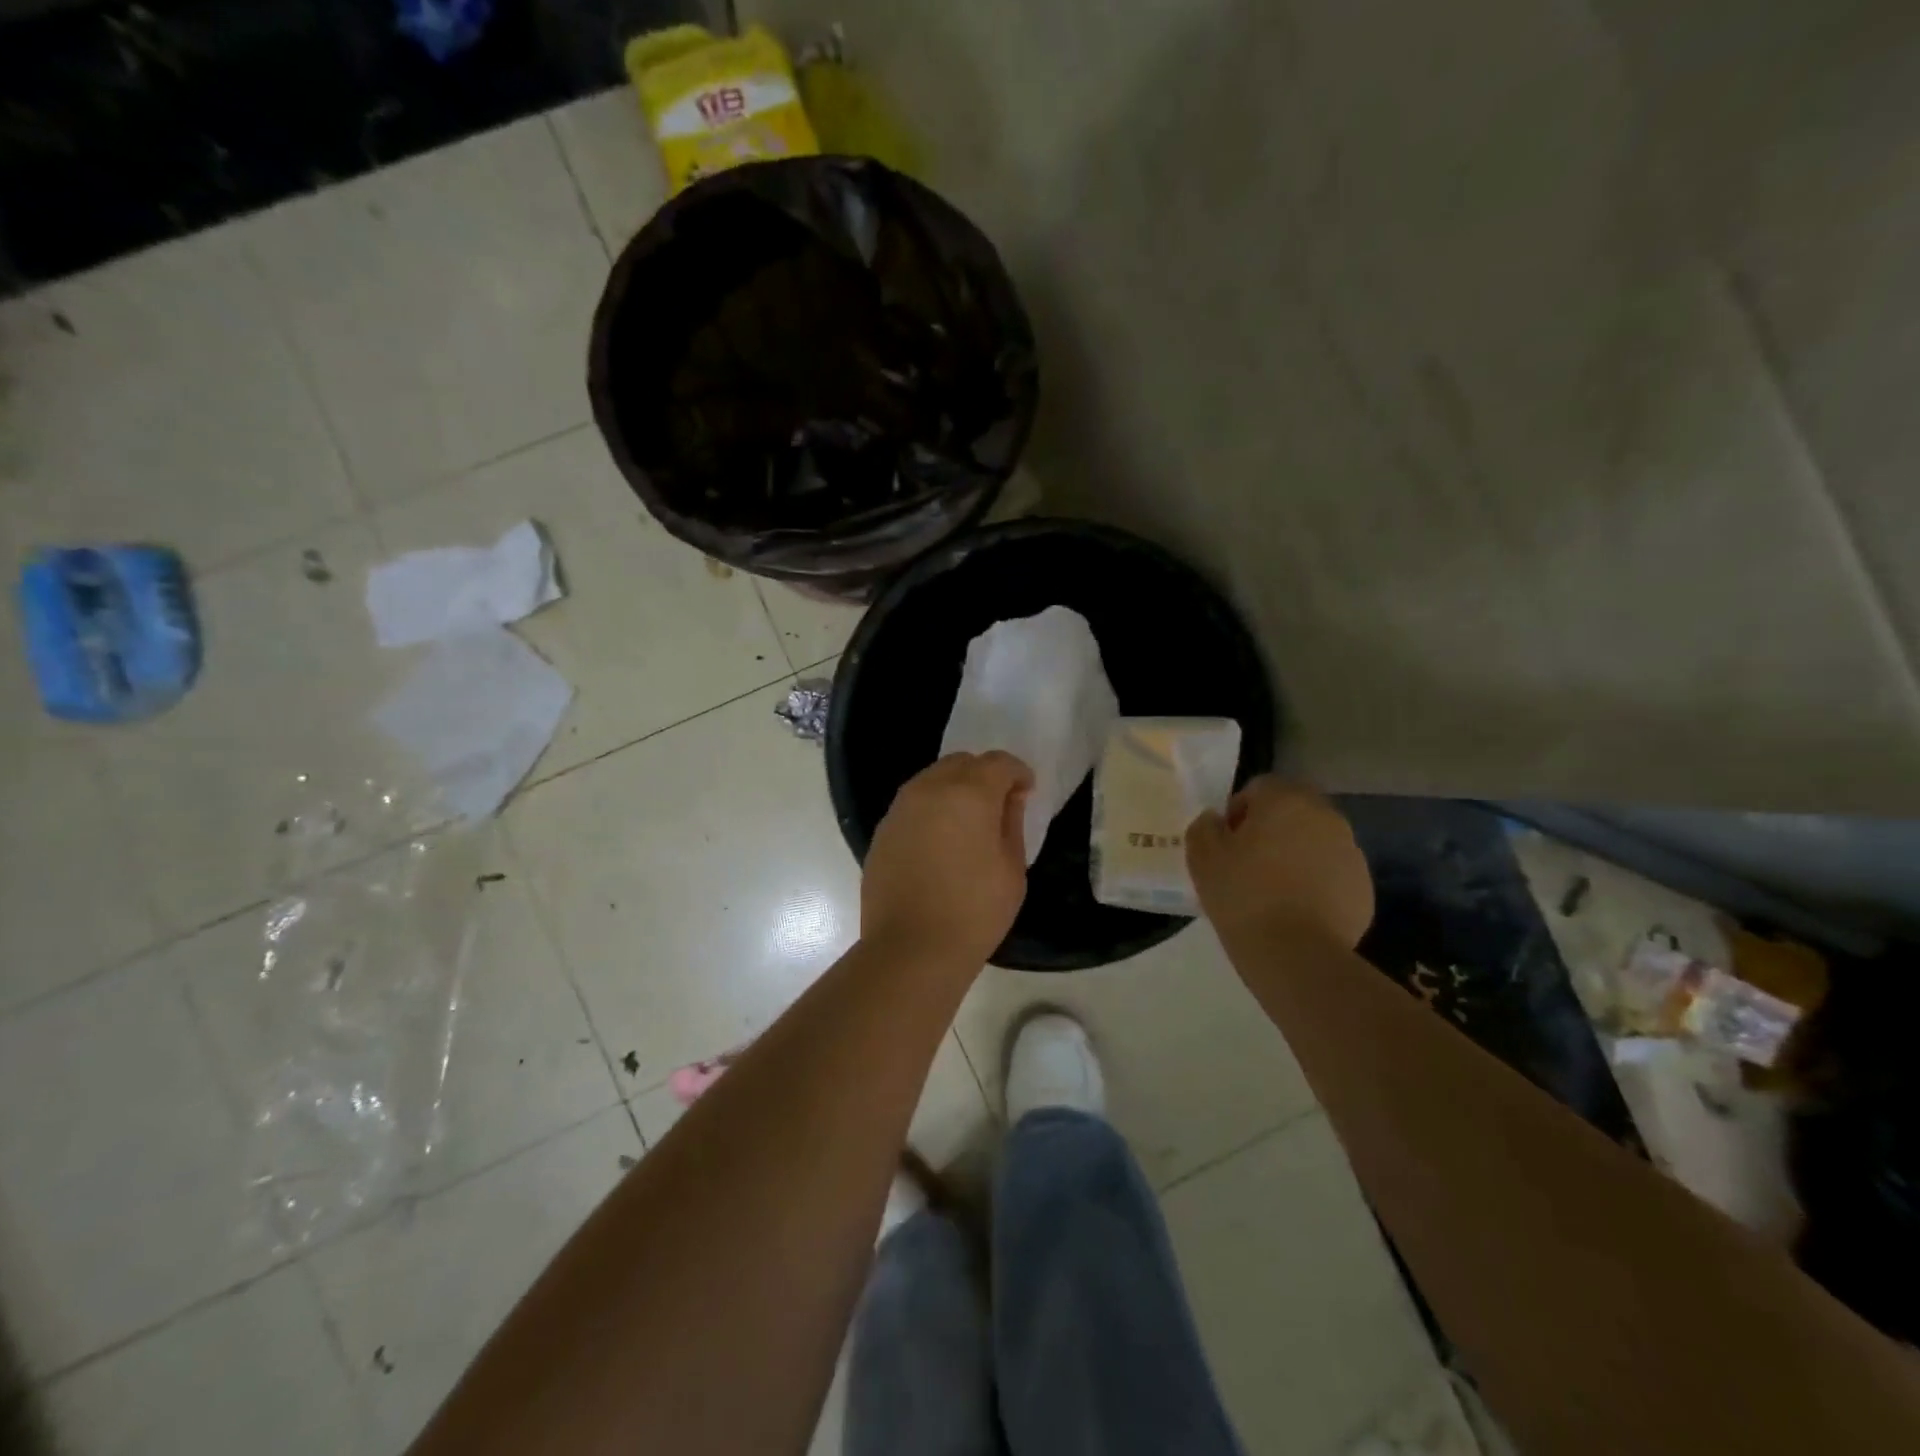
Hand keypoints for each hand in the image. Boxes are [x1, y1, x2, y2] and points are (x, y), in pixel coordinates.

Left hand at [862, 751, 1033, 968]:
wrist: (911, 948)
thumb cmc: (974, 911)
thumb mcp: (1012, 868)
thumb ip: (1011, 822)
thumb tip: (1010, 797)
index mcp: (969, 793)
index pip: (998, 763)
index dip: (1017, 773)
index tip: (1026, 793)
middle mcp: (930, 788)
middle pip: (961, 763)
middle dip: (983, 776)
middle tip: (997, 807)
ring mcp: (900, 808)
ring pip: (932, 779)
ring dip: (954, 790)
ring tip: (967, 825)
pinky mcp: (883, 830)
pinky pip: (913, 804)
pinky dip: (931, 810)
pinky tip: (939, 842)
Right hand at [1186, 777, 1374, 950]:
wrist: (1296, 954)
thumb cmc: (1243, 895)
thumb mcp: (1202, 857)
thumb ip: (1205, 826)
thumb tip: (1216, 820)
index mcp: (1285, 800)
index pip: (1259, 787)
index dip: (1238, 812)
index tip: (1227, 844)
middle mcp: (1325, 816)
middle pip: (1292, 811)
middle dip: (1271, 829)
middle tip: (1248, 864)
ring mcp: (1350, 851)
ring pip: (1314, 841)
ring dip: (1295, 854)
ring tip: (1273, 891)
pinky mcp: (1363, 886)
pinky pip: (1331, 872)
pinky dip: (1316, 882)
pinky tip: (1296, 910)